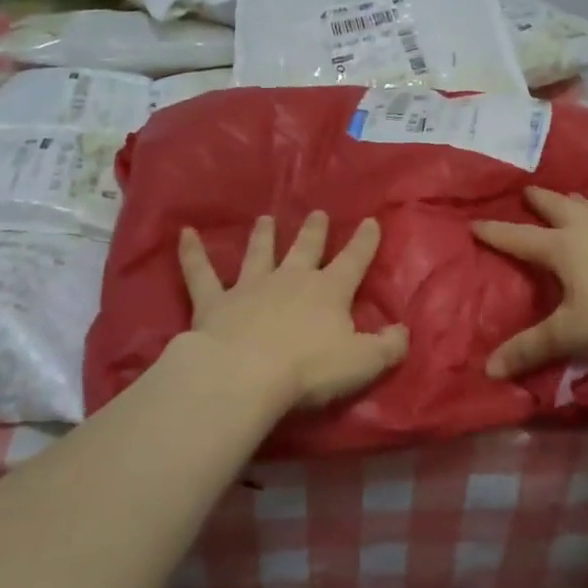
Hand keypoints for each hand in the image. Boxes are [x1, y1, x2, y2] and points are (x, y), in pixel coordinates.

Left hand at [177, 211, 409, 410]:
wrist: (246, 374)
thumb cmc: (309, 369)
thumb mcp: (362, 362)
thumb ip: (388, 346)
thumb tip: (403, 331)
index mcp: (329, 291)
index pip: (353, 260)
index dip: (364, 242)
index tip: (370, 221)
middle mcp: (291, 279)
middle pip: (305, 248)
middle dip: (314, 231)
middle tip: (317, 213)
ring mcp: (251, 286)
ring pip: (259, 252)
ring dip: (263, 236)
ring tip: (266, 219)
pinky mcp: (215, 301)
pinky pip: (200, 272)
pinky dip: (192, 253)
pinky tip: (184, 234)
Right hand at [471, 186, 587, 377]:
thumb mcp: (567, 335)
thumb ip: (529, 349)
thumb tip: (488, 369)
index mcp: (562, 249)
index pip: (520, 238)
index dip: (496, 233)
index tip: (474, 223)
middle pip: (559, 210)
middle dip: (542, 201)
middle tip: (529, 190)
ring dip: (581, 204)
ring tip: (572, 195)